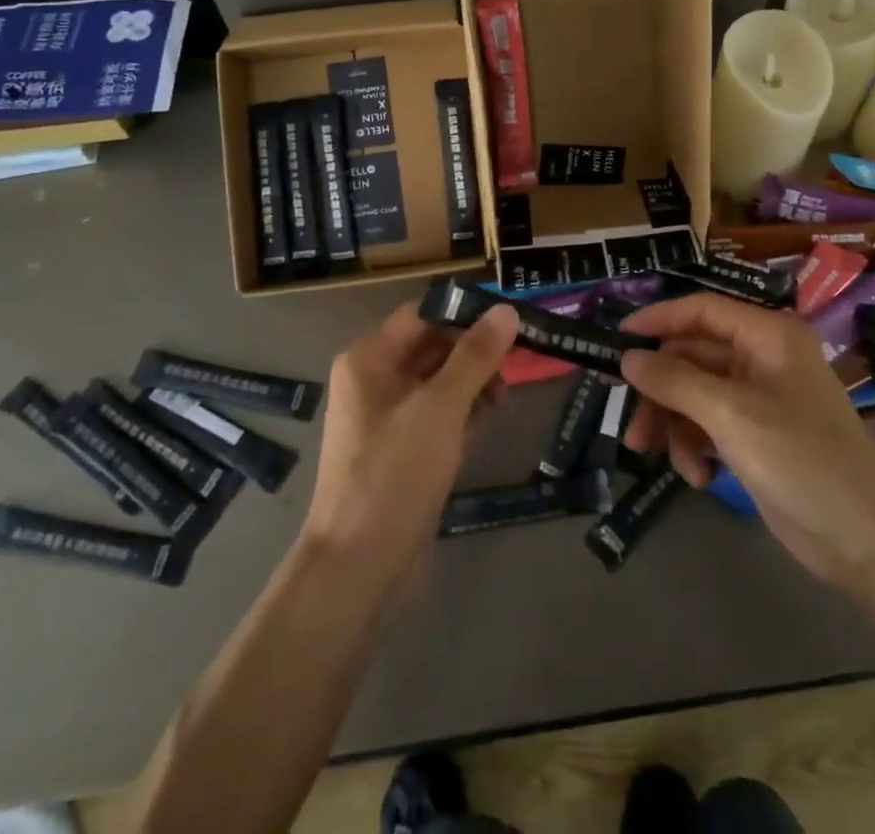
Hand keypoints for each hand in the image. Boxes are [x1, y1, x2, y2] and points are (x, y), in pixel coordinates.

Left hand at [300, 299, 516, 585]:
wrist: (358, 566)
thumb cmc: (395, 474)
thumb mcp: (441, 408)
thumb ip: (475, 356)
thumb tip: (506, 310)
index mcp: (370, 358)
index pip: (423, 314)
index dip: (466, 314)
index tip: (510, 323)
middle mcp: (373, 379)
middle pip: (432, 346)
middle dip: (473, 352)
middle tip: (515, 364)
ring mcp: (385, 416)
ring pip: (438, 381)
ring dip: (472, 383)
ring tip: (503, 400)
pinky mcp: (400, 448)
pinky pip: (435, 413)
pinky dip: (462, 411)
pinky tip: (488, 421)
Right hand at [619, 293, 874, 587]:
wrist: (864, 540)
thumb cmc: (800, 459)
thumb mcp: (729, 415)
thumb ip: (674, 380)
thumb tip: (628, 357)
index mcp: (767, 336)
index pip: (701, 310)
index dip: (657, 320)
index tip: (616, 339)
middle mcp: (762, 358)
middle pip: (691, 357)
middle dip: (659, 391)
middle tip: (630, 424)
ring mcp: (759, 398)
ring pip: (694, 393)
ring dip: (671, 423)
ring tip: (655, 456)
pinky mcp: (756, 434)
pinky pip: (708, 424)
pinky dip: (695, 446)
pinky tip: (698, 477)